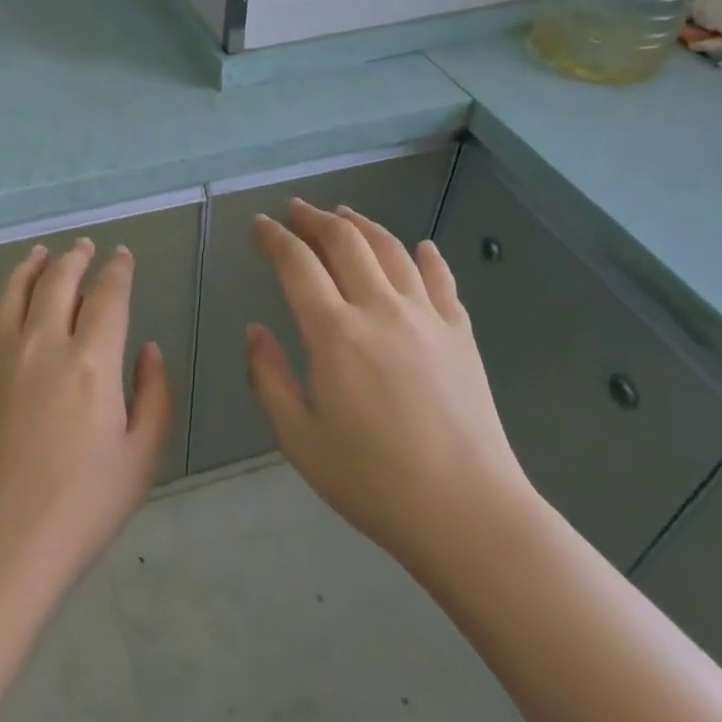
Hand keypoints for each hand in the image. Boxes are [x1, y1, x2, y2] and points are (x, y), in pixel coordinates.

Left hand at [0, 240, 171, 596]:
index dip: (118, 270)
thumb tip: (150, 349)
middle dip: (75, 258)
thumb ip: (154, 394)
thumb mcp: (141, 456)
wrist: (0, 547)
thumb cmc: (81, 508)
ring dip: (29, 267)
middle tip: (83, 248)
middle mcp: (43, 345)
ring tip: (39, 254)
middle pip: (58, 282)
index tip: (122, 257)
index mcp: (92, 362)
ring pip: (12, 292)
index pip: (108, 295)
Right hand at [247, 200, 537, 579]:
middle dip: (315, 219)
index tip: (260, 224)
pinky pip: (441, 279)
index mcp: (335, 333)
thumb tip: (255, 331)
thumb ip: (268, 378)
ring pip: (391, 249)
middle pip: (345, 242)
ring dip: (363, 225)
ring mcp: (427, 317)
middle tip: (296, 210)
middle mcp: (380, 309)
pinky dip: (426, 256)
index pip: (298, 265)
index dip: (275, 238)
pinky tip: (420, 247)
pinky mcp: (461, 333)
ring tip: (345, 215)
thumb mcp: (299, 439)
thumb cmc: (372, 481)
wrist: (467, 511)